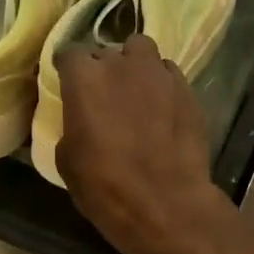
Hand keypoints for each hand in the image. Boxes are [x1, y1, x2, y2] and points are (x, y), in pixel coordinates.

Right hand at [54, 35, 235, 253]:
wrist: (166, 203)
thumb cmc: (105, 187)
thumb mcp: (67, 161)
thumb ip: (71, 127)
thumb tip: (80, 122)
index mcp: (84, 79)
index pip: (69, 54)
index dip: (68, 69)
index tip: (68, 84)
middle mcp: (121, 64)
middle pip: (106, 52)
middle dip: (102, 69)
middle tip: (104, 96)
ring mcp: (158, 73)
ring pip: (141, 51)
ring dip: (134, 65)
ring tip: (135, 90)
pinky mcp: (186, 89)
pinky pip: (168, 73)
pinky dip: (161, 83)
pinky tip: (162, 107)